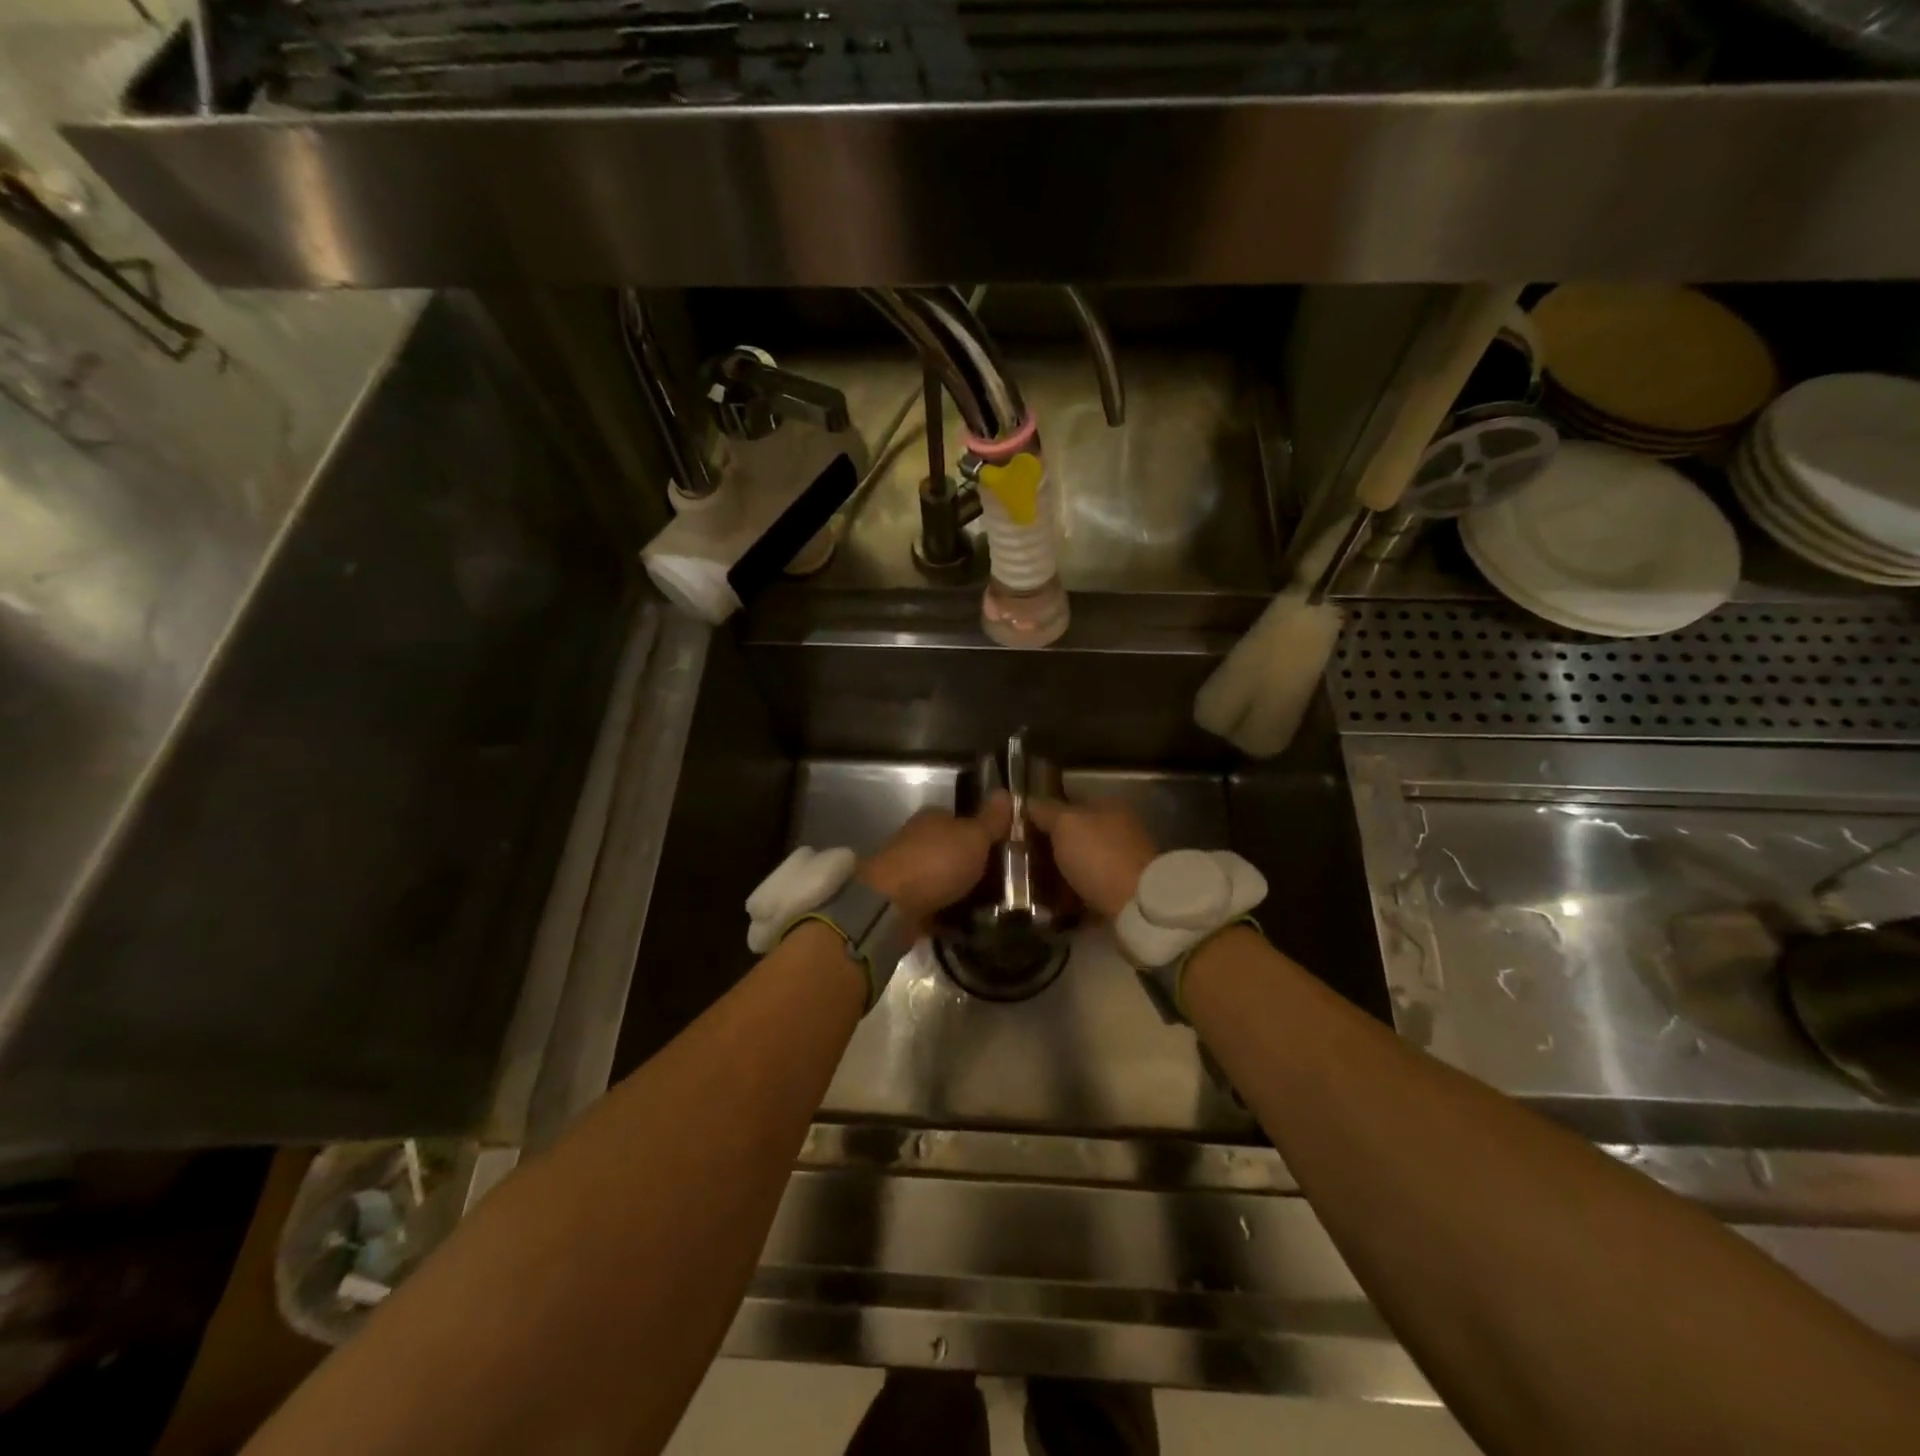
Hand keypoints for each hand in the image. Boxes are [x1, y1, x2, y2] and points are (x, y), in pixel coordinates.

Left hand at [860, 793, 1011, 922]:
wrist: (889, 906)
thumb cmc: (936, 863)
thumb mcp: (974, 837)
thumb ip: (991, 820)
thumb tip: (1005, 792)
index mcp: (932, 818)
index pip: (961, 819)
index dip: (982, 833)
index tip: (1004, 851)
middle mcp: (917, 841)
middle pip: (952, 850)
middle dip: (972, 865)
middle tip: (1003, 883)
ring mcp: (907, 872)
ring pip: (942, 879)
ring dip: (961, 891)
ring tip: (991, 908)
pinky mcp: (902, 902)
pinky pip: (934, 906)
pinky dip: (948, 914)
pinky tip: (968, 925)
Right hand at [1027, 797, 1157, 919]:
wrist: (1137, 906)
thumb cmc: (1099, 856)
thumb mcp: (1066, 824)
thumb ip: (1046, 811)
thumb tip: (1030, 801)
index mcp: (1108, 807)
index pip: (1069, 805)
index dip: (1044, 816)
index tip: (1019, 833)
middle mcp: (1118, 831)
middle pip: (1074, 837)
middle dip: (1049, 850)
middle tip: (1021, 864)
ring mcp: (1122, 863)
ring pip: (1080, 865)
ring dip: (1059, 876)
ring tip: (1032, 889)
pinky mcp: (1122, 893)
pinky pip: (1088, 891)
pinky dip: (1072, 897)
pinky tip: (1052, 906)